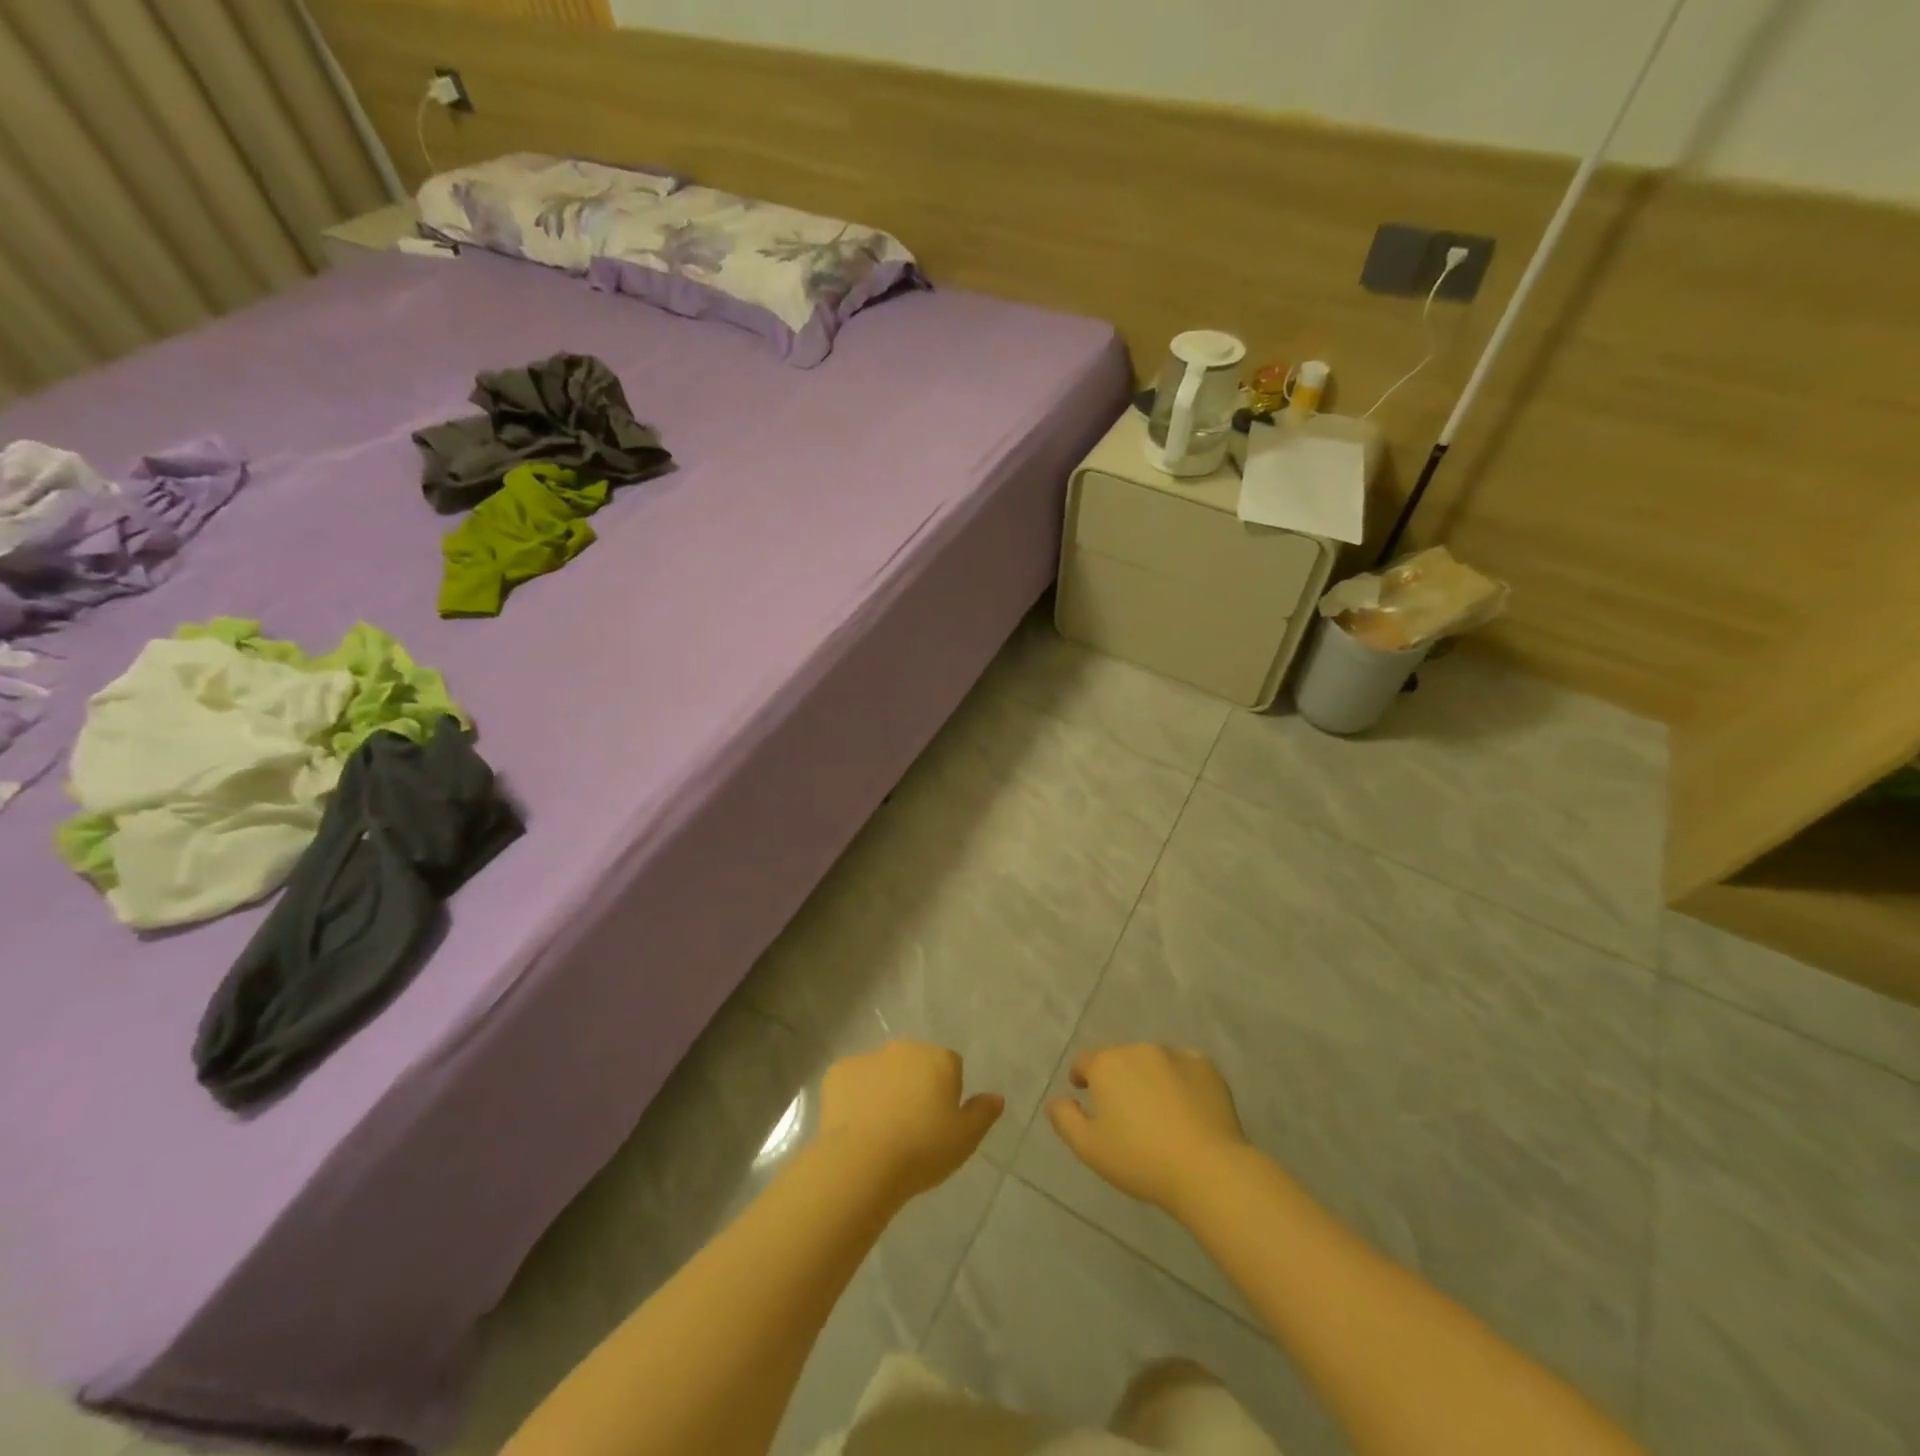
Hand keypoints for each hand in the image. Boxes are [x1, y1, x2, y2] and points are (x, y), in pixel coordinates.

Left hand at [816, 1042, 1002, 1201]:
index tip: (939, 1123)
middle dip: (915, 1085)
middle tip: (911, 1126)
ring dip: (884, 1089)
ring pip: (882, 1070)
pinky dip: (855, 1097)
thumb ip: (983, 1113)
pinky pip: (852, 1081)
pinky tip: (855, 1126)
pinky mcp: (839, 1071)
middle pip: (915, 1063)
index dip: (946, 1093)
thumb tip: (996, 1097)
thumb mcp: (965, 1139)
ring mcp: (869, 1057)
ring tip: (880, 1131)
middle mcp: (905, 1048)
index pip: (951, 1067)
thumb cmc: (922, 1150)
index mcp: (939, 1059)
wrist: (862, 1161)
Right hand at [1046, 1044, 1248, 1213]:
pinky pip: (1185, 1069)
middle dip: (1118, 1079)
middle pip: (1121, 1059)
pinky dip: (1181, 1082)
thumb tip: (1055, 1100)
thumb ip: (1065, 1119)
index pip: (1085, 1061)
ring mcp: (1175, 1054)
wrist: (1207, 1168)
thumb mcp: (1089, 1148)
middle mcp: (1138, 1049)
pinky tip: (1187, 1109)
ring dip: (1149, 1078)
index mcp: (1107, 1064)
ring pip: (1153, 1062)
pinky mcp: (1205, 1066)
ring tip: (1158, 1111)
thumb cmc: (1140, 1159)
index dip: (1082, 1076)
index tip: (1084, 1092)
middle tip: (1126, 1112)